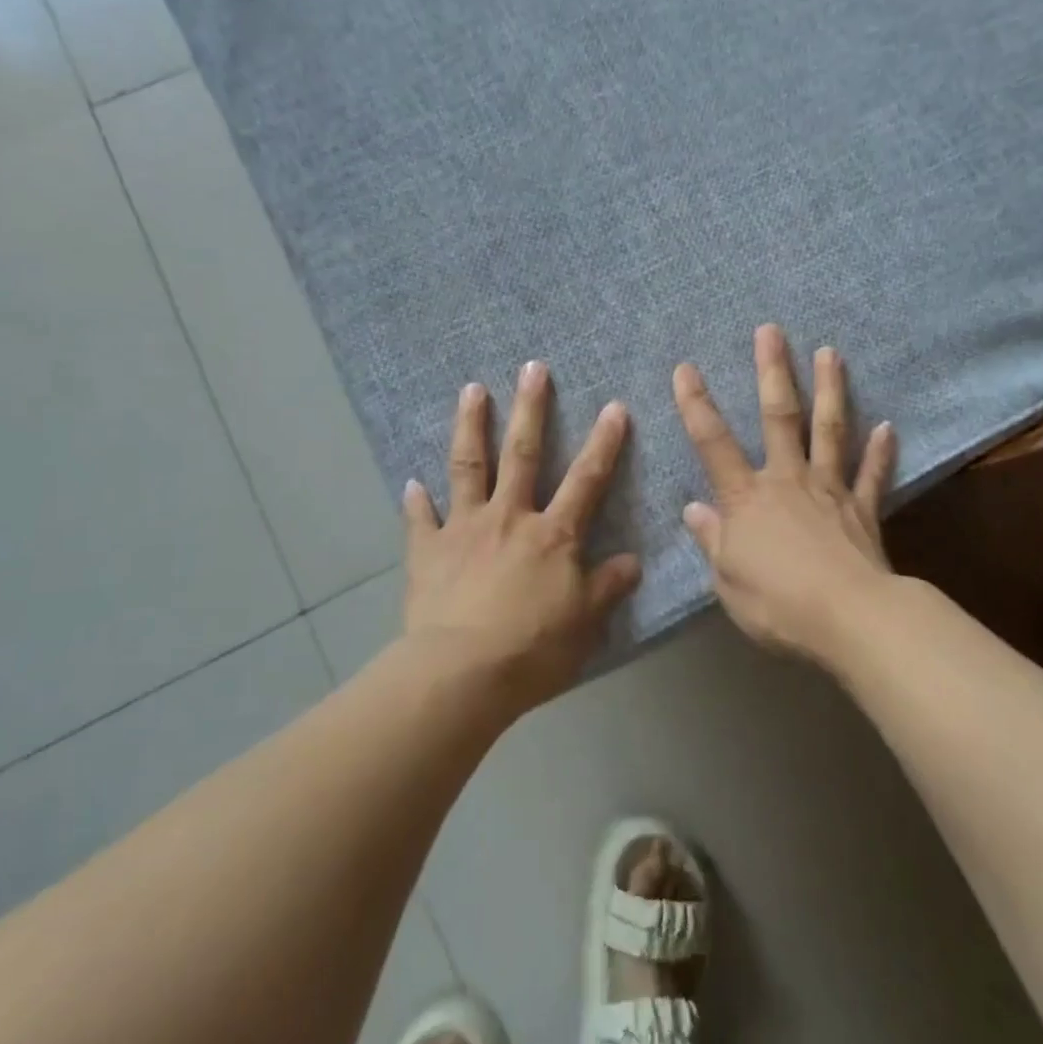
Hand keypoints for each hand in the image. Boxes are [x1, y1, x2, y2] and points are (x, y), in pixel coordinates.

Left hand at [402, 361, 641, 711]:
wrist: (461, 675)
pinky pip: (420, 521)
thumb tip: (632, 561)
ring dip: (470, 426)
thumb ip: (607, 588)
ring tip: (471, 390)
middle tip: (532, 368)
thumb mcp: (585, 624)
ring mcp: (464, 529)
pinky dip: (416, 502)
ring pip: (469, 467)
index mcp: (552, 535)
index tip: (614, 406)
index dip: (604, 442)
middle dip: (530, 409)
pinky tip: (410, 484)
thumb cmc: (532, 649)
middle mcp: (509, 518)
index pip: (586, 480)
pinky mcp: (428, 551)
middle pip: (522, 454)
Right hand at [673, 325, 897, 663]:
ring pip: (829, 430)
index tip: (686, 368)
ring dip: (829, 389)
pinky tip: (888, 427)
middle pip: (779, 416)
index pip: (713, 443)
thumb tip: (693, 509)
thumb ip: (712, 540)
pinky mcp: (863, 511)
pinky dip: (881, 452)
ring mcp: (829, 490)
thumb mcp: (727, 578)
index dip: (696, 405)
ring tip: (830, 352)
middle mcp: (788, 480)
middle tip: (771, 331)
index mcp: (747, 497)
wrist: (848, 620)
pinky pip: (873, 476)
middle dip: (772, 371)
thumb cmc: (776, 603)